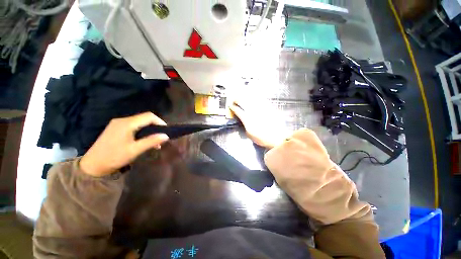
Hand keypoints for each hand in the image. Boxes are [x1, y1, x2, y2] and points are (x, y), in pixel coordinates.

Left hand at [80, 112, 169, 176]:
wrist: (94, 163)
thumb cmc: (115, 157)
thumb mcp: (134, 151)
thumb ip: (150, 142)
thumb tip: (165, 136)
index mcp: (127, 122)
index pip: (148, 116)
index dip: (159, 121)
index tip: (166, 132)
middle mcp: (122, 119)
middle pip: (141, 119)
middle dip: (152, 128)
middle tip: (159, 141)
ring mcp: (115, 123)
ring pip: (135, 123)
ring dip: (144, 131)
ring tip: (149, 143)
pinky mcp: (112, 128)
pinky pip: (128, 127)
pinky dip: (136, 132)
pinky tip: (136, 142)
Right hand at [229, 101, 287, 148]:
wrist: (278, 138)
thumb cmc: (263, 139)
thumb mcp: (250, 134)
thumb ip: (245, 125)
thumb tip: (242, 119)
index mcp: (248, 119)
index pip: (238, 110)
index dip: (233, 107)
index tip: (231, 106)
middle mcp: (254, 112)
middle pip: (243, 101)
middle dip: (237, 99)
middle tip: (235, 99)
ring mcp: (261, 108)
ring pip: (251, 99)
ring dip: (245, 96)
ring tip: (242, 96)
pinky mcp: (268, 107)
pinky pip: (260, 100)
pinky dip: (255, 97)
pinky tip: (253, 97)